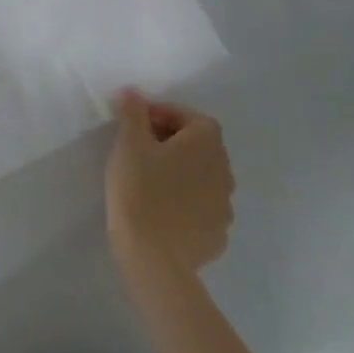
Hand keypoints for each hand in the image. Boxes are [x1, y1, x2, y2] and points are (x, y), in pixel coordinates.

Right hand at [106, 89, 234, 287]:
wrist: (154, 260)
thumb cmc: (140, 191)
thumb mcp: (129, 144)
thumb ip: (133, 113)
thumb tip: (133, 93)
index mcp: (207, 142)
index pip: (188, 116)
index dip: (160, 115)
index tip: (135, 126)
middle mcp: (224, 169)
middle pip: (198, 144)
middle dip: (170, 141)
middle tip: (138, 150)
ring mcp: (224, 205)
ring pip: (200, 176)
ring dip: (179, 172)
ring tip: (148, 181)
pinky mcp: (217, 234)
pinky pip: (200, 206)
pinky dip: (184, 201)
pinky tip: (160, 211)